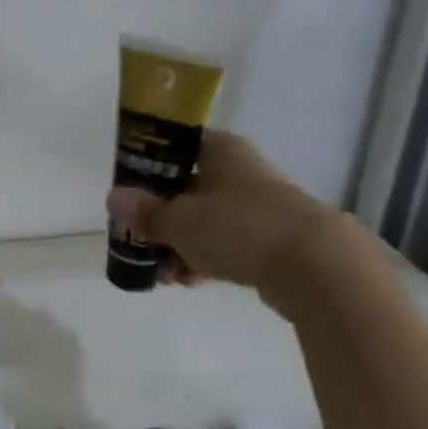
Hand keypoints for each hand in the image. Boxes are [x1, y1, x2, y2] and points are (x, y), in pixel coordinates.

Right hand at [105, 130, 343, 310]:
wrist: (314, 265)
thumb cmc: (239, 228)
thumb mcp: (180, 221)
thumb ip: (146, 213)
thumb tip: (114, 198)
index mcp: (219, 151)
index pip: (175, 147)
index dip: (147, 168)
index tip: (127, 195)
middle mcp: (239, 171)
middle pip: (185, 189)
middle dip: (159, 220)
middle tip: (139, 245)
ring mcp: (256, 206)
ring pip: (204, 221)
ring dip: (178, 246)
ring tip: (164, 275)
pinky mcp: (269, 238)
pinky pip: (224, 245)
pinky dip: (204, 260)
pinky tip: (190, 281)